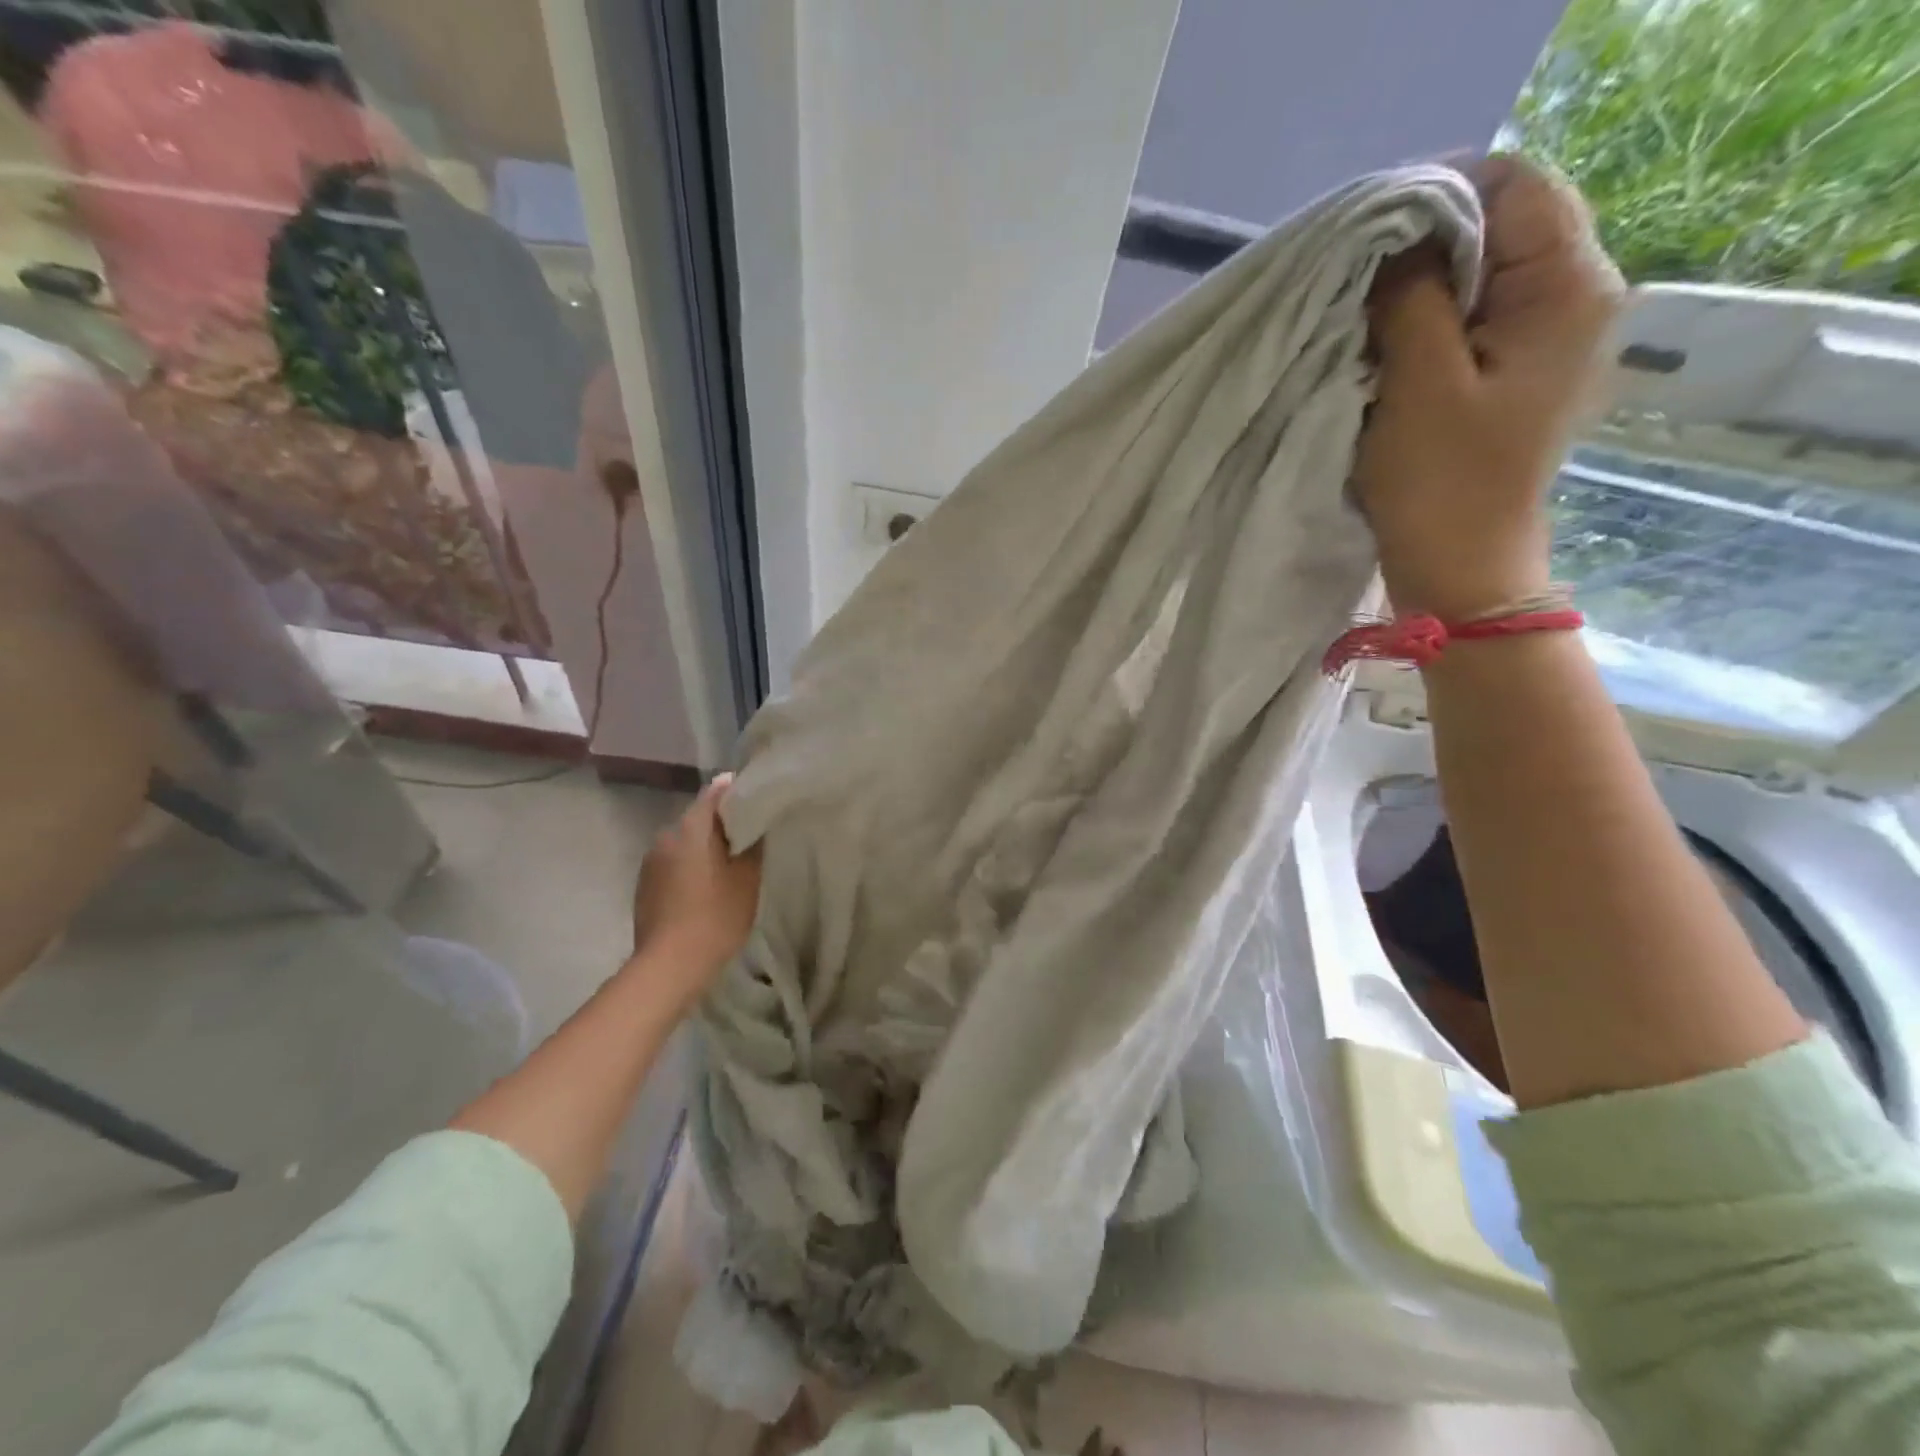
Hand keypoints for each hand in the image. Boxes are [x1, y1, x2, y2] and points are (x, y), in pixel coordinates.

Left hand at [629, 775, 761, 1001]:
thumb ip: (751, 844)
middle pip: (698, 818)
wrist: (669, 966)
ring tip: (728, 866)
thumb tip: (754, 823)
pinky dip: (690, 867)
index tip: (757, 800)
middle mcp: (665, 836)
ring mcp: (650, 862)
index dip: (737, 792)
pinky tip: (704, 888)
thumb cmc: (716, 916)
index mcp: (691, 828)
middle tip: (749, 838)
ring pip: (685, 843)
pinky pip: (673, 864)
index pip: (715, 793)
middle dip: (722, 824)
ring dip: (704, 848)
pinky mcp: (644, 886)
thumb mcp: (747, 878)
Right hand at [1354, 155, 1625, 621]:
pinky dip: (1422, 320)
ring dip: (1415, 286)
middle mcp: (1571, 296)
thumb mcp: (1417, 382)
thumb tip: (1392, 240)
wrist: (1459, 568)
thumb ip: (1411, 296)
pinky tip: (1383, 347)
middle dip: (1419, 243)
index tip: (1363, 237)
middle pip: (1496, 224)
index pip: (1512, 184)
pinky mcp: (1510, 370)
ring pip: (1476, 272)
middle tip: (1353, 280)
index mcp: (1566, 288)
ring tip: (1361, 315)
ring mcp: (1542, 336)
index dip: (1434, 195)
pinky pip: (1467, 316)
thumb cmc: (1440, 483)